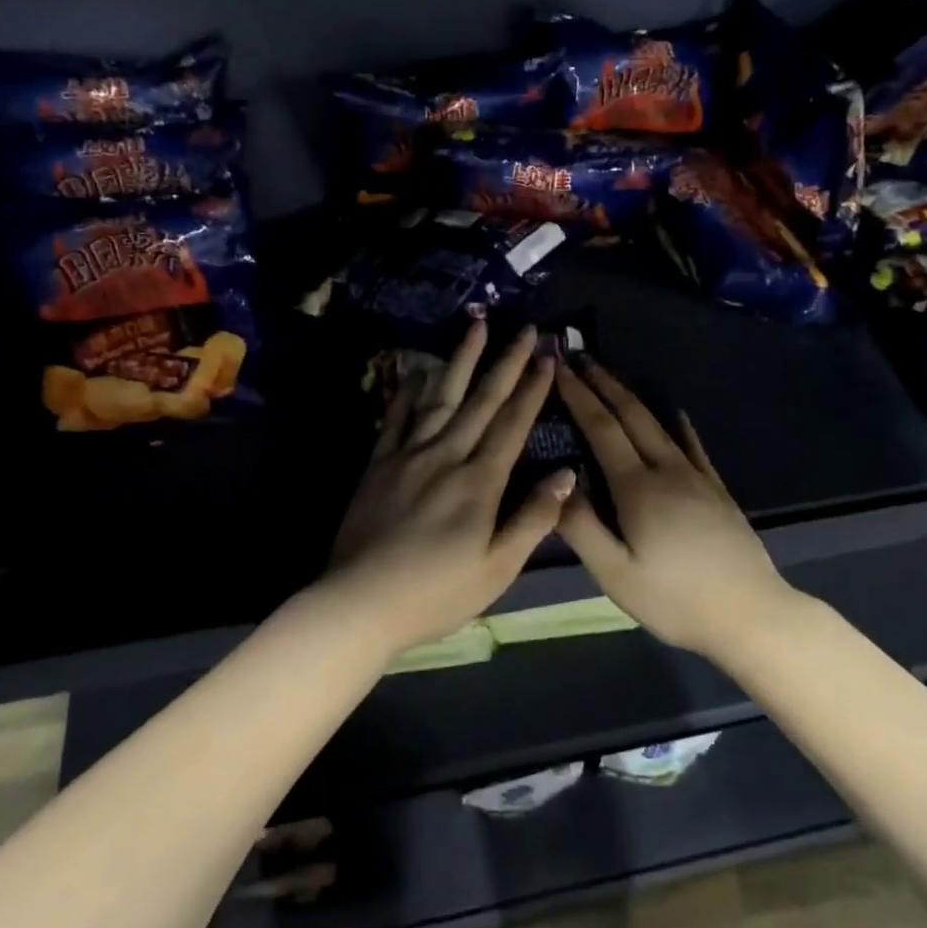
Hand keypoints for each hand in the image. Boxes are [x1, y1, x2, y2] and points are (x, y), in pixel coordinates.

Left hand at [324, 320, 573, 656]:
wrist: (360, 601)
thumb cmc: (436, 593)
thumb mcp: (498, 569)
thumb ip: (534, 519)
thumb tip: (566, 474)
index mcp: (479, 482)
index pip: (512, 424)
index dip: (532, 389)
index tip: (547, 356)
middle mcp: (445, 456)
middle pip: (480, 400)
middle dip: (505, 362)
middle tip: (522, 328)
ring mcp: (408, 455)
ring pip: (439, 397)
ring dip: (461, 360)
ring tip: (475, 327)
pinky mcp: (378, 463)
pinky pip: (397, 417)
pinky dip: (410, 390)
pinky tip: (419, 370)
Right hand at [554, 359, 806, 654]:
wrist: (751, 615)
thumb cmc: (675, 600)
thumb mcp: (615, 575)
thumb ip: (581, 528)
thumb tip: (556, 482)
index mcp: (637, 488)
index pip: (601, 428)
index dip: (579, 395)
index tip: (559, 367)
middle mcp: (667, 470)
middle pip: (631, 415)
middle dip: (603, 383)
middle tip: (580, 356)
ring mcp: (697, 477)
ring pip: (660, 424)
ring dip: (632, 396)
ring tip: (611, 378)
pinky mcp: (717, 490)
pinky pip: (693, 445)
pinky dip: (678, 424)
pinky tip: (677, 414)